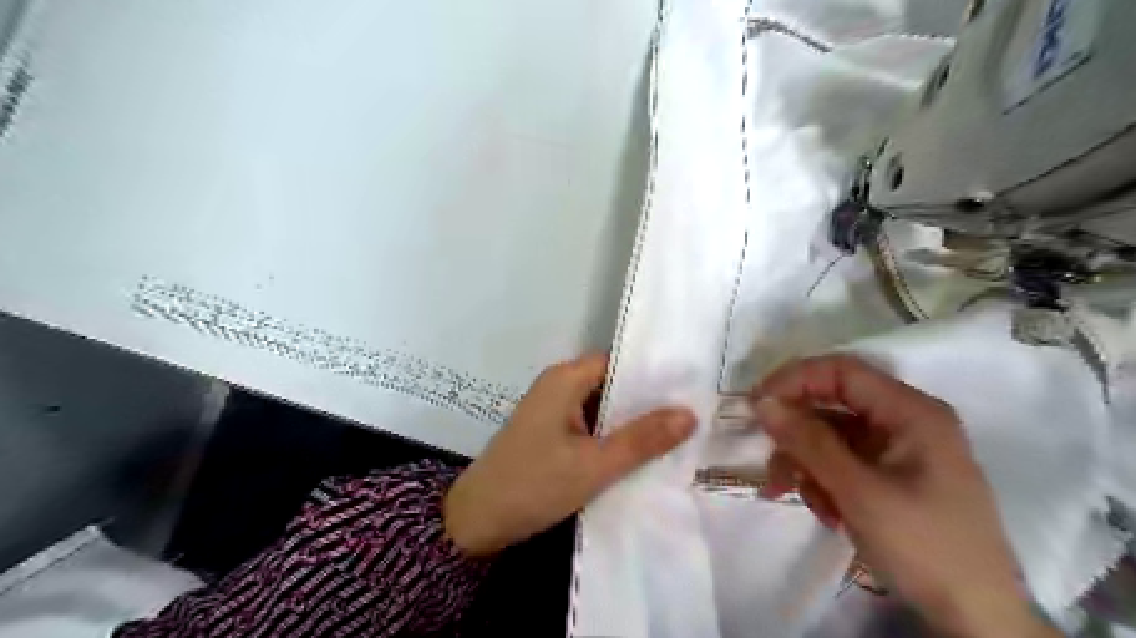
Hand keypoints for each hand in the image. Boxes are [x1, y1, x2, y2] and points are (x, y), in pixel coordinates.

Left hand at [441, 353, 692, 557]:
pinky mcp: (550, 431)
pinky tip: (639, 452)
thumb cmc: (534, 484)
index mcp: (565, 378)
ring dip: (630, 421)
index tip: (689, 388)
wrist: (477, 521)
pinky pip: (589, 425)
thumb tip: (690, 414)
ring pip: (602, 407)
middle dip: (646, 401)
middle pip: (612, 384)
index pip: (619, 362)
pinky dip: (611, 435)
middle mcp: (558, 385)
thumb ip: (642, 439)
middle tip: (691, 413)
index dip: (653, 374)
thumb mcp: (595, 464)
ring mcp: (552, 409)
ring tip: (676, 432)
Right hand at [751, 357, 1055, 636]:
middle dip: (796, 433)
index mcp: (910, 412)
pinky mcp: (890, 476)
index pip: (841, 372)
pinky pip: (842, 462)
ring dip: (805, 463)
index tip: (755, 406)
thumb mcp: (859, 492)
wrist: (976, 619)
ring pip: (831, 437)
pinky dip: (823, 481)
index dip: (794, 380)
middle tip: (770, 461)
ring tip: (793, 496)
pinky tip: (826, 512)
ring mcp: (898, 450)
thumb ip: (808, 441)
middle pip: (832, 405)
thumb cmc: (924, 547)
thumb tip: (762, 402)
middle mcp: (904, 421)